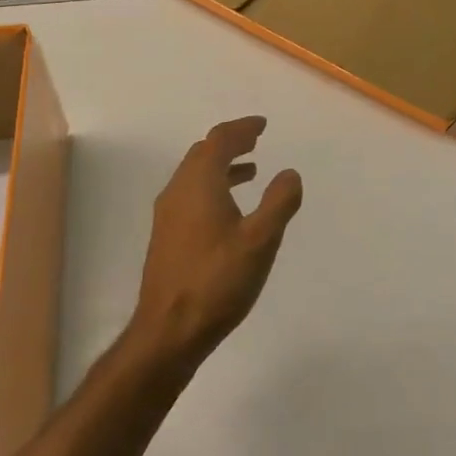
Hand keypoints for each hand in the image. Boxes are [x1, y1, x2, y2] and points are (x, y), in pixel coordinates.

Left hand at [132, 116, 303, 365]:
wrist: (169, 329)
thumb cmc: (218, 280)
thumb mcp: (260, 240)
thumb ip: (279, 202)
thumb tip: (289, 173)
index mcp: (199, 183)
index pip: (219, 140)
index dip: (242, 128)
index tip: (261, 125)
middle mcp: (178, 191)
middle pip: (203, 153)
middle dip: (230, 143)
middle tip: (255, 140)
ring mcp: (168, 215)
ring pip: (195, 176)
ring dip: (221, 166)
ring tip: (250, 170)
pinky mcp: (167, 236)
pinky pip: (191, 195)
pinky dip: (212, 187)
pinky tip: (229, 210)